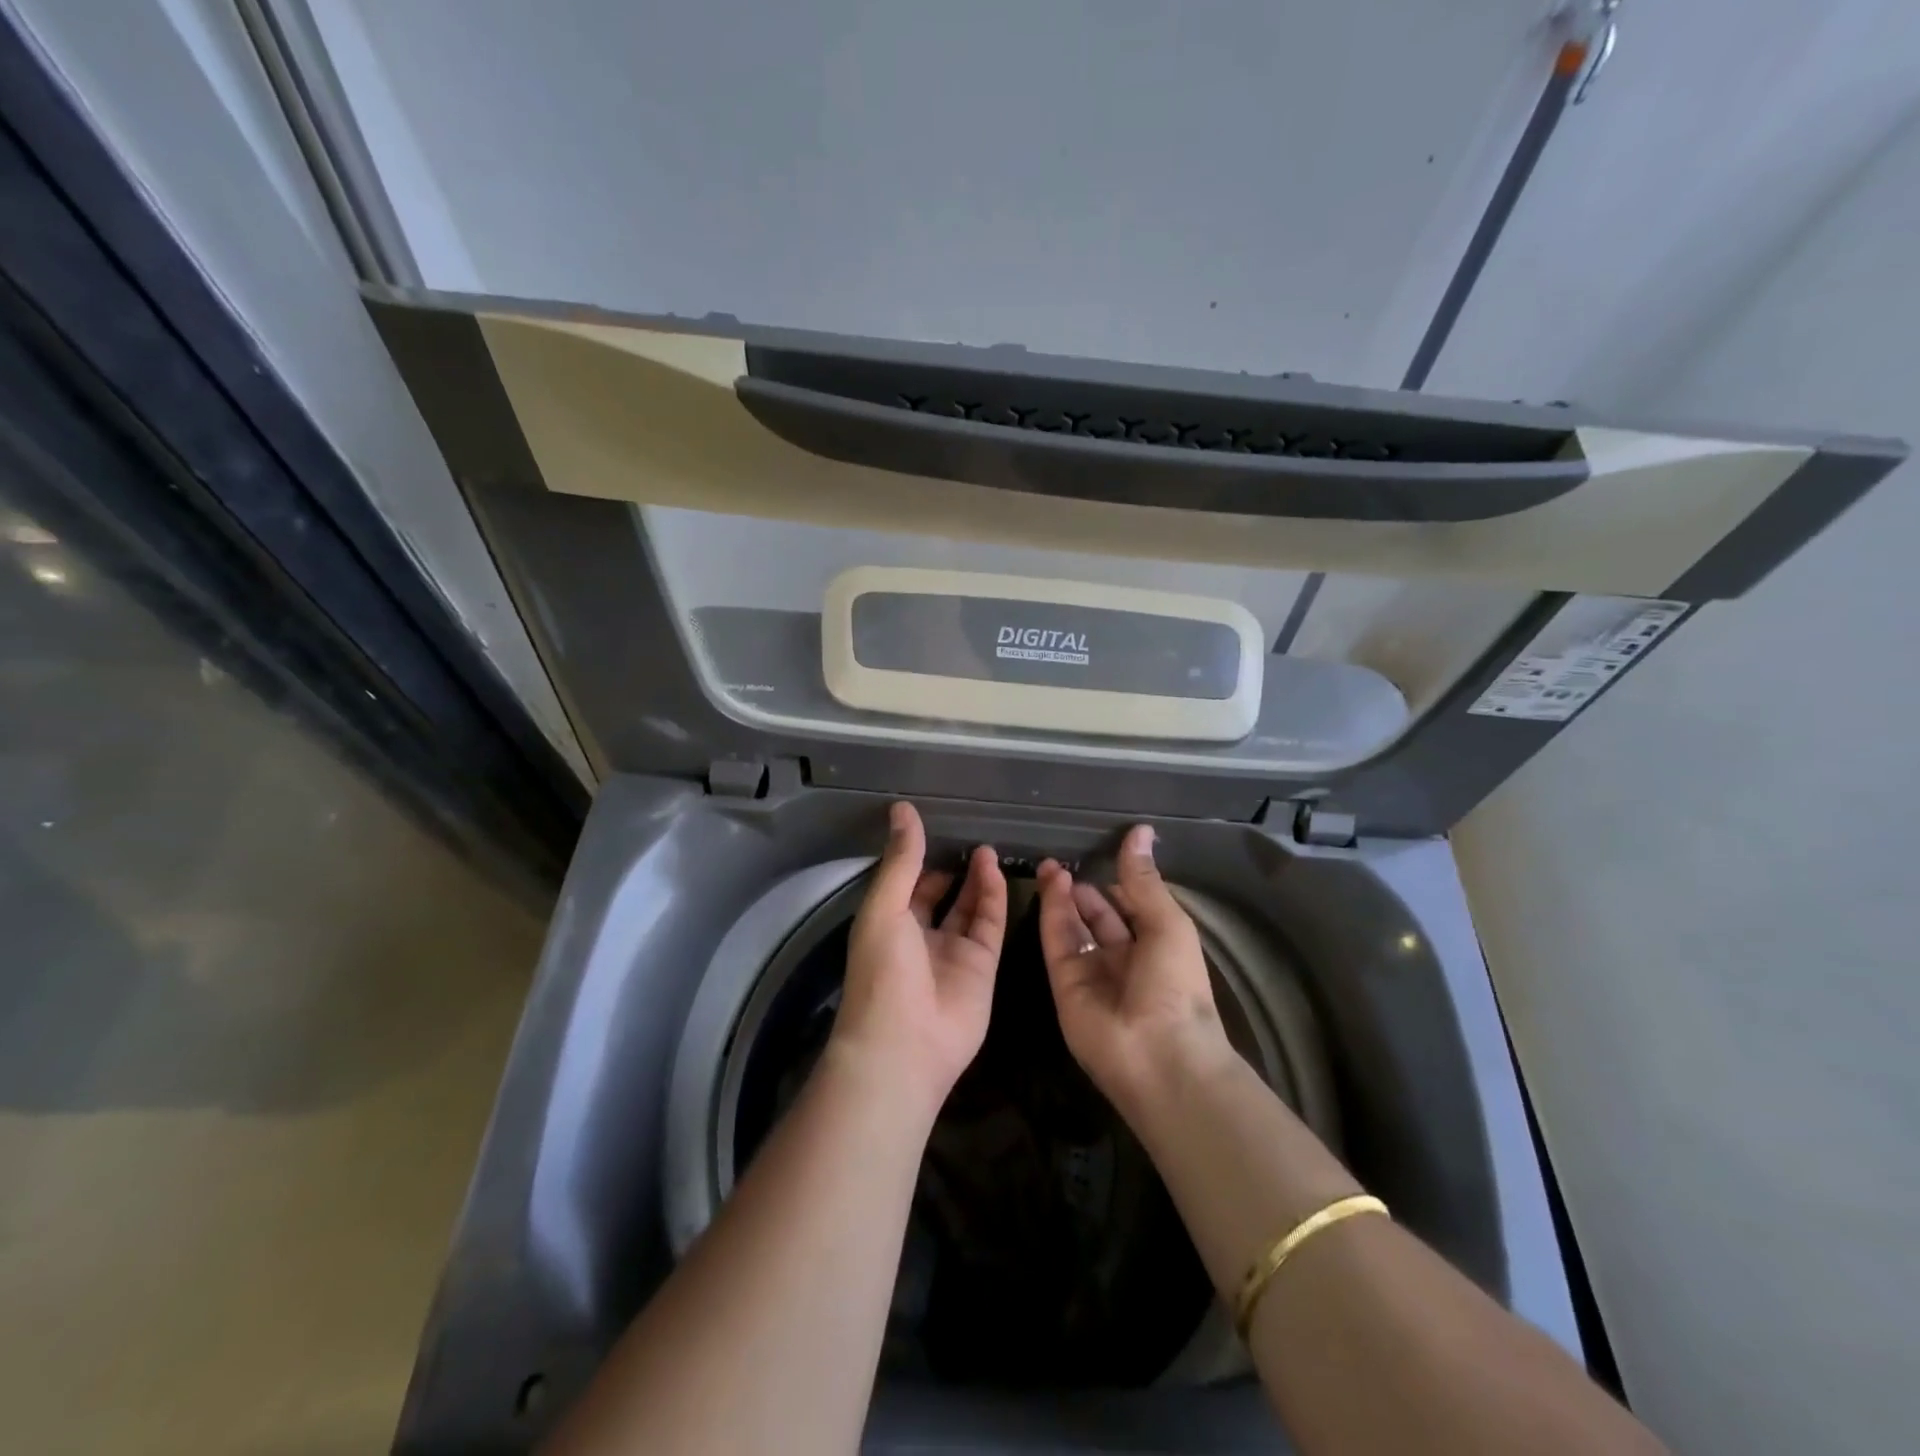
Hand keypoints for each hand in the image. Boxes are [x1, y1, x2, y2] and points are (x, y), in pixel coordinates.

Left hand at [832, 802, 1006, 1117]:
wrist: (905, 1044)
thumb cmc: (882, 971)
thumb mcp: (884, 907)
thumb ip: (901, 860)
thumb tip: (902, 809)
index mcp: (888, 923)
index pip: (907, 884)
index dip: (919, 858)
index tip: (935, 827)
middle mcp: (920, 936)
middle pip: (940, 895)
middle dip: (952, 868)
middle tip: (969, 835)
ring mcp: (953, 952)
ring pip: (969, 907)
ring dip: (976, 878)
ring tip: (986, 848)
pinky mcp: (982, 965)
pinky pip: (990, 924)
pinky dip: (994, 897)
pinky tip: (994, 869)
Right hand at [1037, 826, 1237, 1112]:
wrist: (1158, 1055)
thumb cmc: (1176, 985)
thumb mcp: (1167, 922)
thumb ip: (1143, 879)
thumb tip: (1140, 830)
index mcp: (1157, 946)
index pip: (1132, 907)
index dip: (1117, 882)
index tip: (1099, 852)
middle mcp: (1124, 959)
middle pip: (1098, 917)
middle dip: (1083, 890)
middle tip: (1062, 858)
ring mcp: (1092, 973)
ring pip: (1073, 927)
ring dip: (1063, 897)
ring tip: (1050, 866)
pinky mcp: (1065, 984)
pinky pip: (1057, 942)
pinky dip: (1052, 913)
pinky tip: (1050, 884)